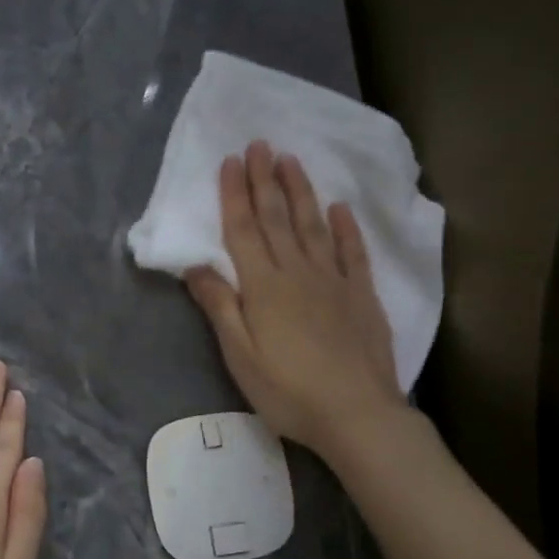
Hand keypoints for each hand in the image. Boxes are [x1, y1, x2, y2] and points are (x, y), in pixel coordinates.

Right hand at [186, 141, 407, 460]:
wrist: (357, 415)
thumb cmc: (288, 390)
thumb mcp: (240, 355)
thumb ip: (220, 306)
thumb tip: (196, 265)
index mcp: (264, 286)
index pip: (244, 229)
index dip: (235, 194)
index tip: (231, 161)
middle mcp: (298, 272)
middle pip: (277, 218)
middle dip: (265, 179)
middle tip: (260, 143)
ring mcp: (334, 281)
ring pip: (314, 225)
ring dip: (300, 191)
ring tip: (291, 160)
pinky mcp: (362, 295)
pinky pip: (353, 252)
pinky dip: (346, 227)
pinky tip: (340, 207)